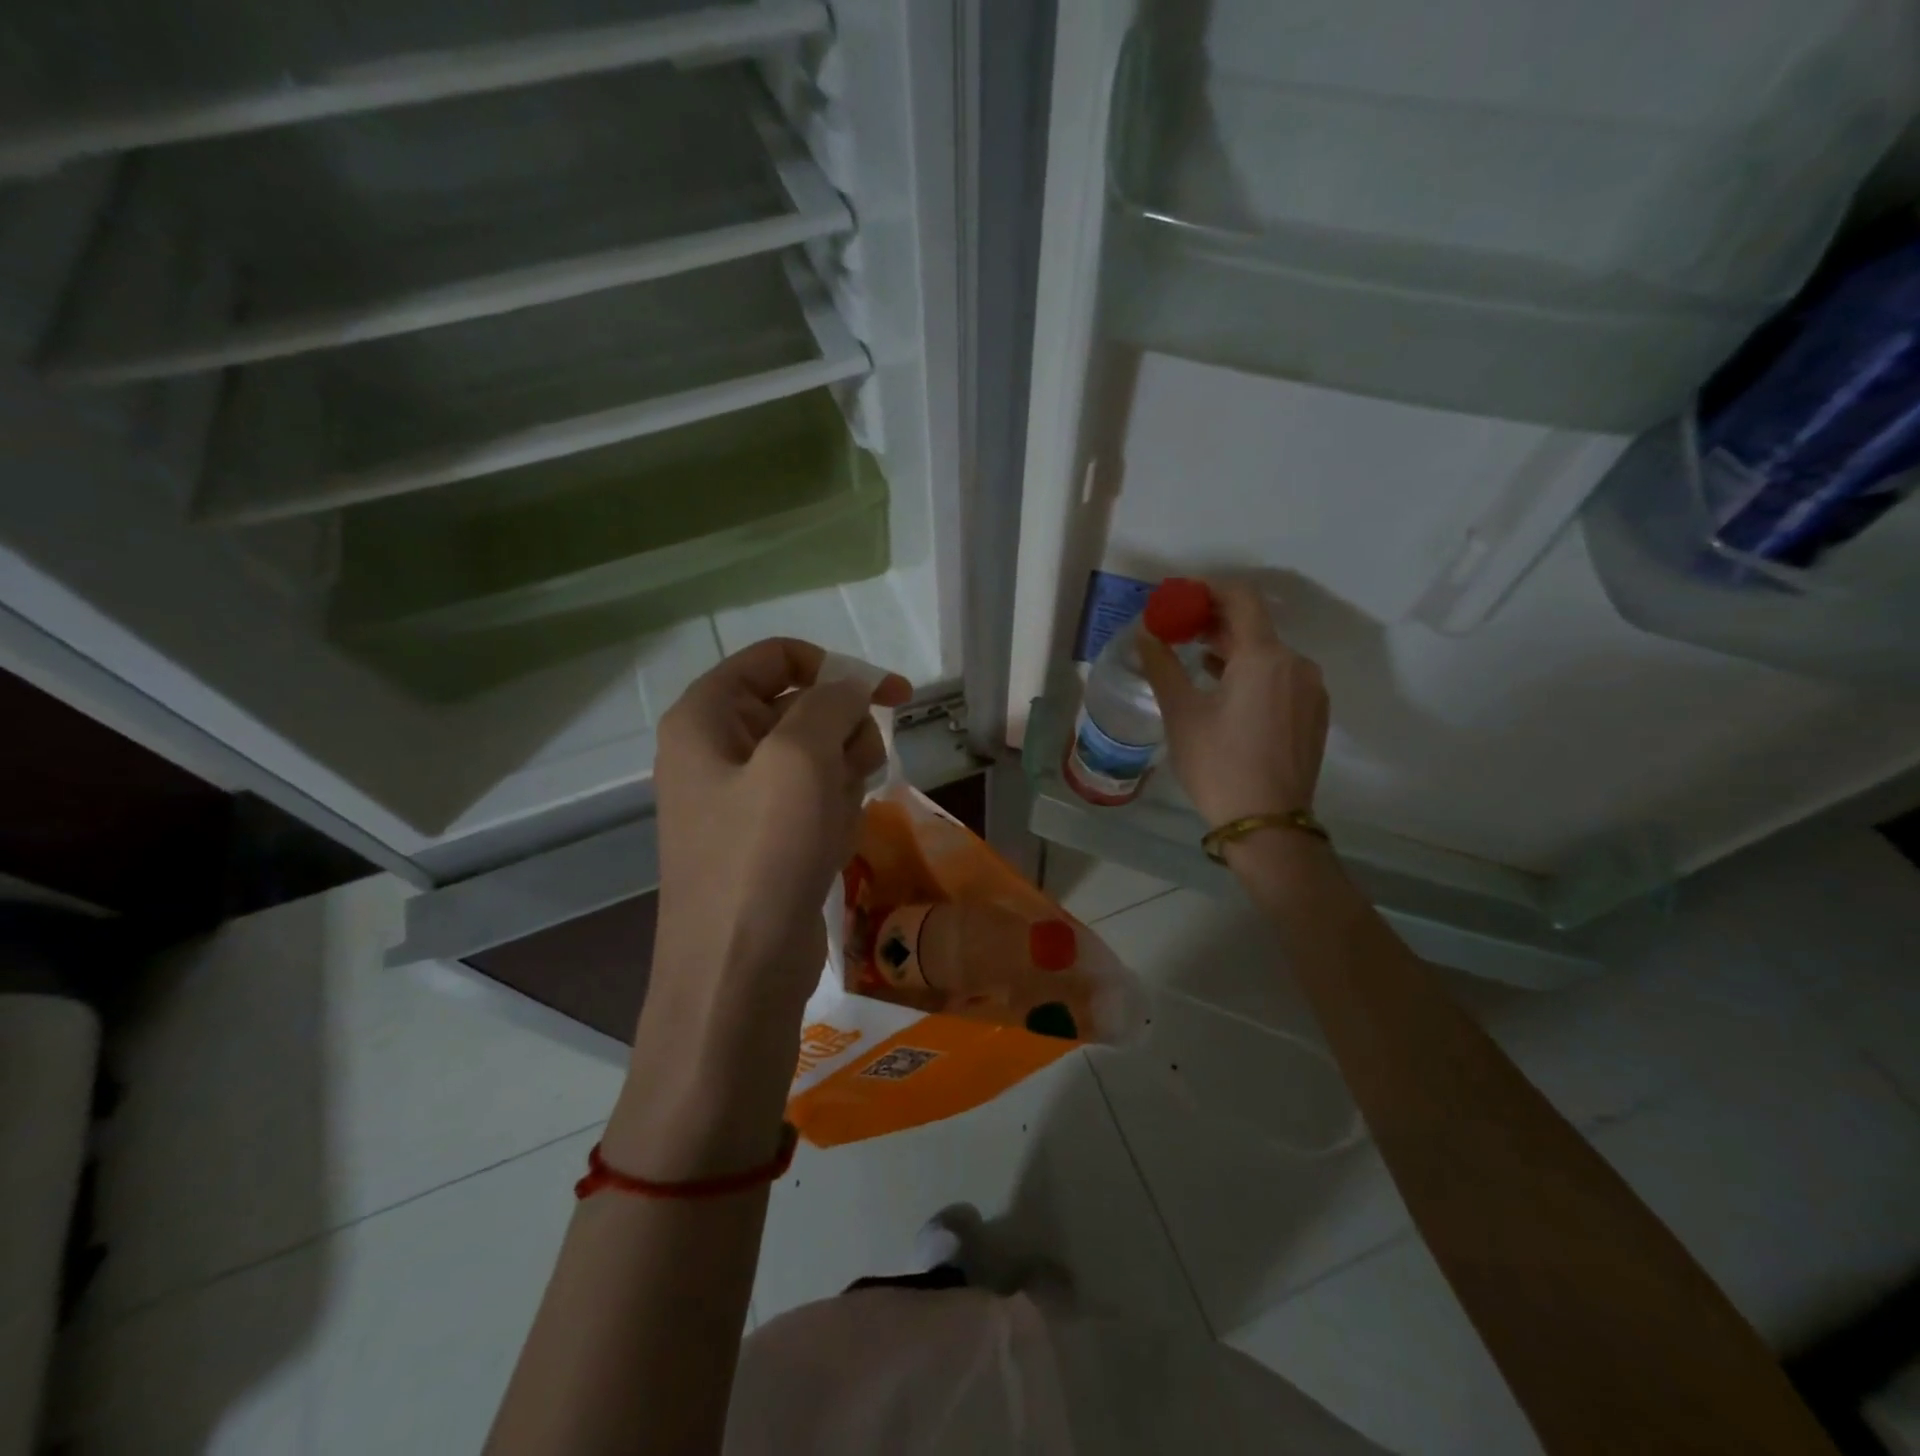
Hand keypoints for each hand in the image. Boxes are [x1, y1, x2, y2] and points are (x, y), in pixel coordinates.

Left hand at [647, 638, 911, 1045]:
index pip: (778, 658)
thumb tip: (852, 688)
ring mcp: (740, 799)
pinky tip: (832, 845)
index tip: (891, 695)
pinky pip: (814, 801)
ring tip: (836, 819)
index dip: (836, 667)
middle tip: (858, 769)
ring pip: (817, 756)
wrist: (739, 973)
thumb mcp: (800, 758)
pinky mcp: (765, 839)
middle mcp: (717, 750)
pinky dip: (834, 813)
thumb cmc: (763, 854)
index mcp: (707, 717)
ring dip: (843, 779)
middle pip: (803, 707)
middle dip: (843, 734)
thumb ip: (831, 702)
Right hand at [1137, 581, 1328, 830]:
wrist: (1267, 824)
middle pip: (1255, 625)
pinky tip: (1227, 690)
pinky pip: (1282, 676)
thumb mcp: (1182, 714)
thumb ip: (1163, 667)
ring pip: (1269, 653)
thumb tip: (1145, 636)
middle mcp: (1296, 663)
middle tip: (1179, 629)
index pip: (1241, 598)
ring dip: (1234, 648)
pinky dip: (1253, 672)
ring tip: (1198, 660)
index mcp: (1265, 657)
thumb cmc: (1218, 764)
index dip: (1208, 590)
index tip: (1179, 598)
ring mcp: (1311, 689)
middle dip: (1216, 622)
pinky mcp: (1314, 713)